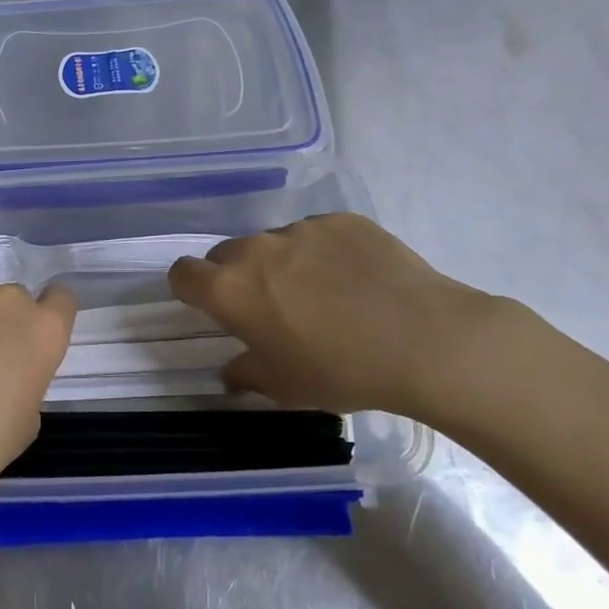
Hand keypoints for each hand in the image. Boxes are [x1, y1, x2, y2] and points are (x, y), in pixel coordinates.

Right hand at [168, 212, 510, 420]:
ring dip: (281, 264)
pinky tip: (357, 279)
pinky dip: (323, 252)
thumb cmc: (342, 371)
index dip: (190, 289)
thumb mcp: (286, 387)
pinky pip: (316, 233)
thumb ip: (246, 374)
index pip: (182, 273)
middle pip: (226, 254)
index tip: (212, 308)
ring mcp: (300, 229)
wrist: (426, 341)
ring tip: (323, 293)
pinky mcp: (340, 220)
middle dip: (237, 276)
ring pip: (273, 243)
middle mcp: (255, 250)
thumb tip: (232, 372)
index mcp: (229, 290)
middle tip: (270, 307)